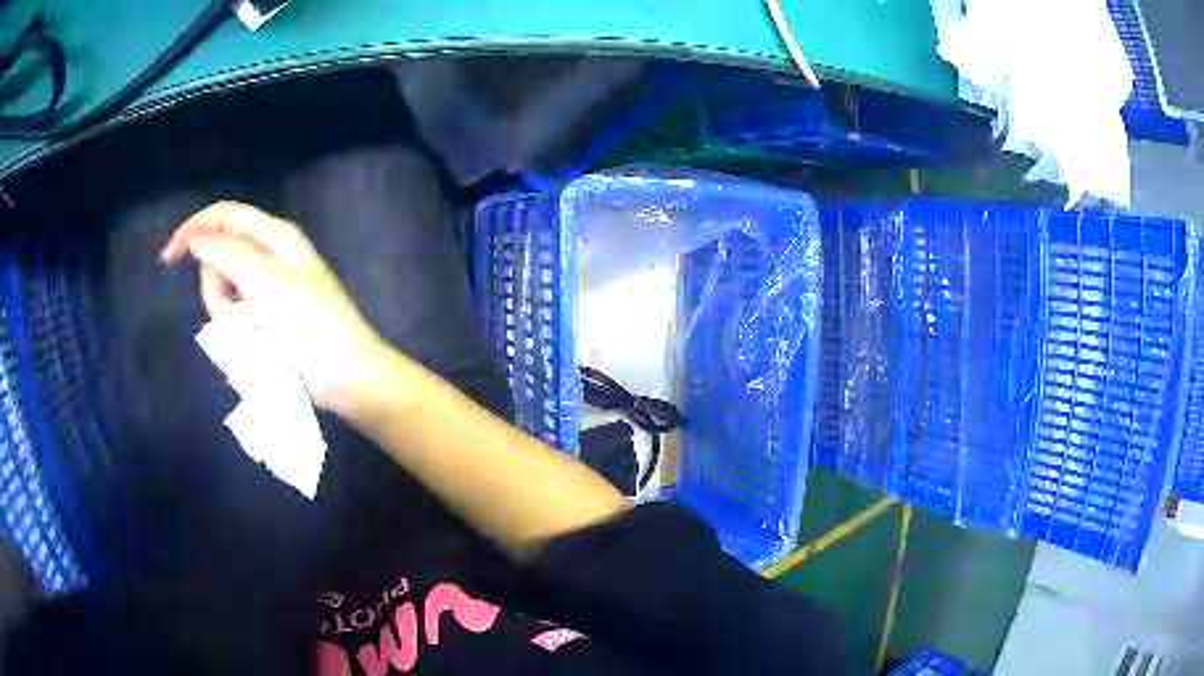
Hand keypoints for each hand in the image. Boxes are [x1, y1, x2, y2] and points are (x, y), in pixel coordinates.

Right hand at [161, 201, 394, 412]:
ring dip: (226, 312)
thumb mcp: (264, 282)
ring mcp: (270, 287)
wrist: (345, 376)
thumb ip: (227, 252)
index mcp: (275, 235)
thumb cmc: (307, 325)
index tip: (168, 259)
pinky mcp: (270, 315)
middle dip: (216, 286)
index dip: (194, 228)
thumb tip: (196, 236)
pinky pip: (238, 313)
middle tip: (235, 313)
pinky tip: (254, 344)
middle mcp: (271, 254)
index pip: (225, 215)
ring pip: (225, 289)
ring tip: (250, 333)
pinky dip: (237, 327)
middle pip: (220, 256)